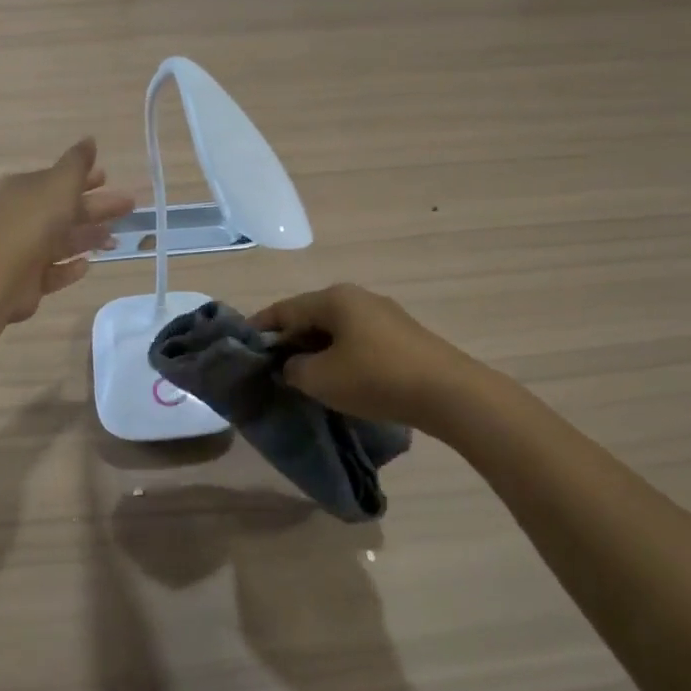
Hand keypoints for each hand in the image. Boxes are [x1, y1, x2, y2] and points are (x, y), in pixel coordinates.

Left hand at [0, 138, 135, 324]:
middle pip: (65, 210)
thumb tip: (89, 140)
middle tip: (129, 206)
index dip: (84, 178)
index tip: (108, 177)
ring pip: (61, 241)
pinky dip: (70, 268)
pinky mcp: (26, 281)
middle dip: (97, 208)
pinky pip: (53, 271)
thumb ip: (77, 163)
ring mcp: (22, 250)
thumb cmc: (32, 221)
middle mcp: (22, 216)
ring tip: (115, 240)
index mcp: (25, 189)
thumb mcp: (59, 183)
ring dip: (88, 238)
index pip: (58, 180)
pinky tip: (87, 265)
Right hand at [250, 284, 481, 430]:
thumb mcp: (321, 379)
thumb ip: (294, 369)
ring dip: (315, 349)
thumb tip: (293, 365)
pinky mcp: (402, 336)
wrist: (449, 393)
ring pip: (335, 329)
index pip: (284, 309)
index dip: (260, 327)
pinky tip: (338, 378)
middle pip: (310, 315)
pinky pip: (357, 340)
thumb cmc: (375, 378)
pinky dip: (340, 355)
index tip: (241, 344)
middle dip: (288, 340)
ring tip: (302, 375)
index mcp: (334, 298)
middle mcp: (357, 297)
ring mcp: (383, 314)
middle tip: (271, 366)